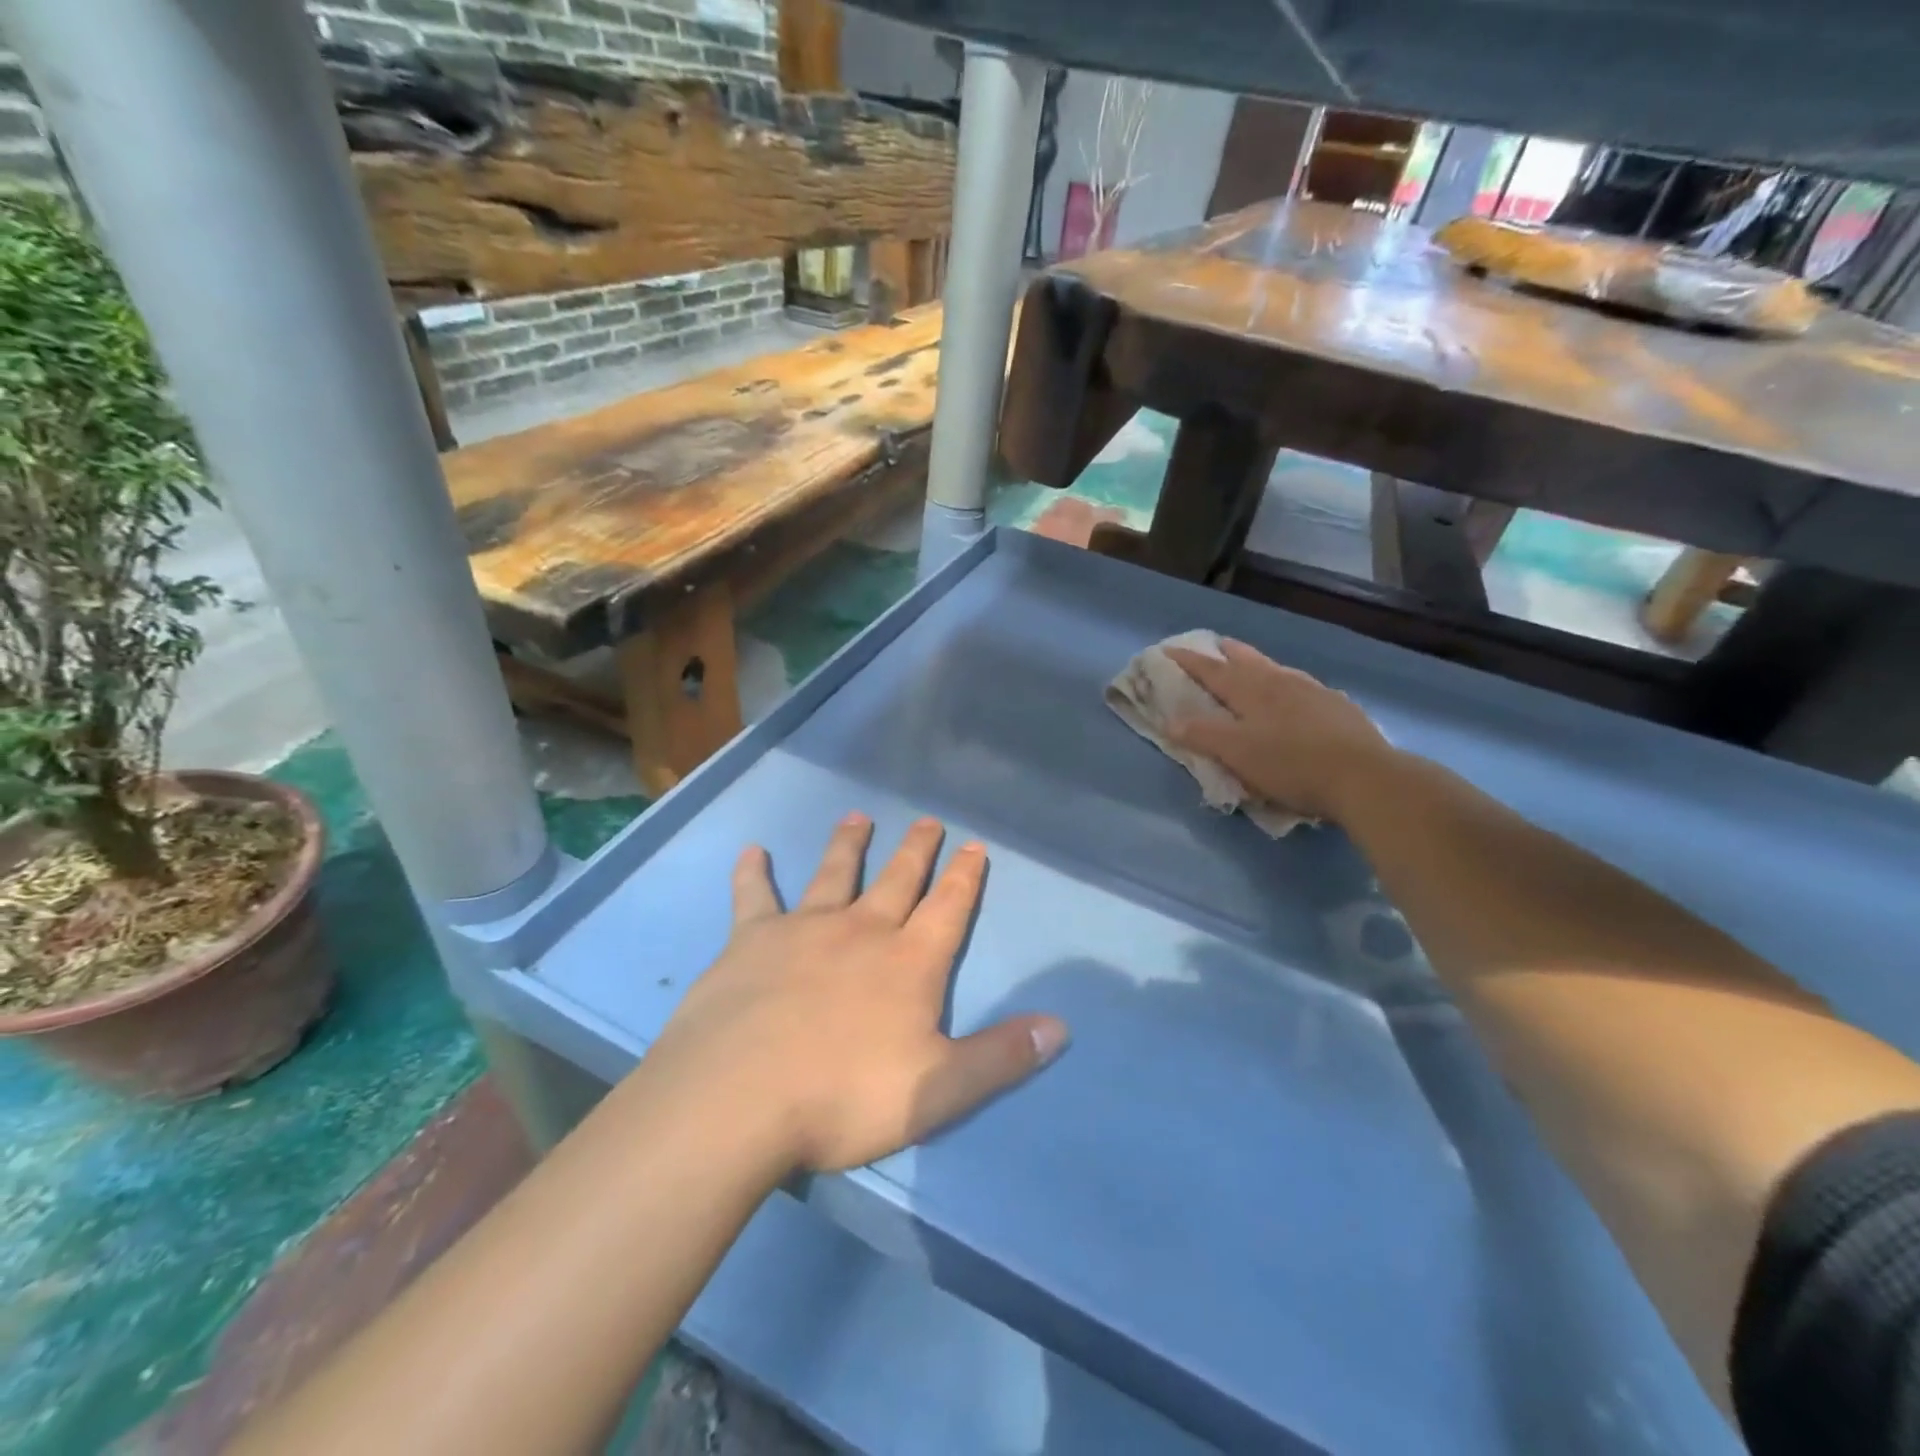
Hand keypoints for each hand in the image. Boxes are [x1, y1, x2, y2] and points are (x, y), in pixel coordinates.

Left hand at [645, 815, 1069, 1174]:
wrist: (737, 1100)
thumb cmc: (843, 1097)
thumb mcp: (938, 1091)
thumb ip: (1000, 1057)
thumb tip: (1060, 1027)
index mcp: (908, 963)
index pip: (948, 908)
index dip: (965, 877)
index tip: (975, 845)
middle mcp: (860, 931)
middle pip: (897, 880)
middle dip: (916, 850)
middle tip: (927, 819)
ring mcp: (803, 930)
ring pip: (833, 874)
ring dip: (847, 845)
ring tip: (857, 817)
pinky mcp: (750, 941)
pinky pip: (754, 897)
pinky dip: (753, 873)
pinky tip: (752, 851)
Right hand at [1165, 638, 1396, 823]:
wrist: (1364, 777)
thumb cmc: (1290, 764)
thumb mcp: (1236, 753)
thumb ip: (1201, 735)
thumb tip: (1169, 721)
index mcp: (1251, 690)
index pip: (1211, 670)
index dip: (1188, 660)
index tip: (1168, 649)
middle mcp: (1281, 682)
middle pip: (1248, 660)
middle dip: (1228, 652)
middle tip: (1215, 644)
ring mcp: (1313, 692)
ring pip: (1278, 670)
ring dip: (1259, 665)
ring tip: (1253, 666)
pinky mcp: (1338, 708)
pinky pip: (1303, 687)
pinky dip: (1288, 685)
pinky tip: (1296, 696)